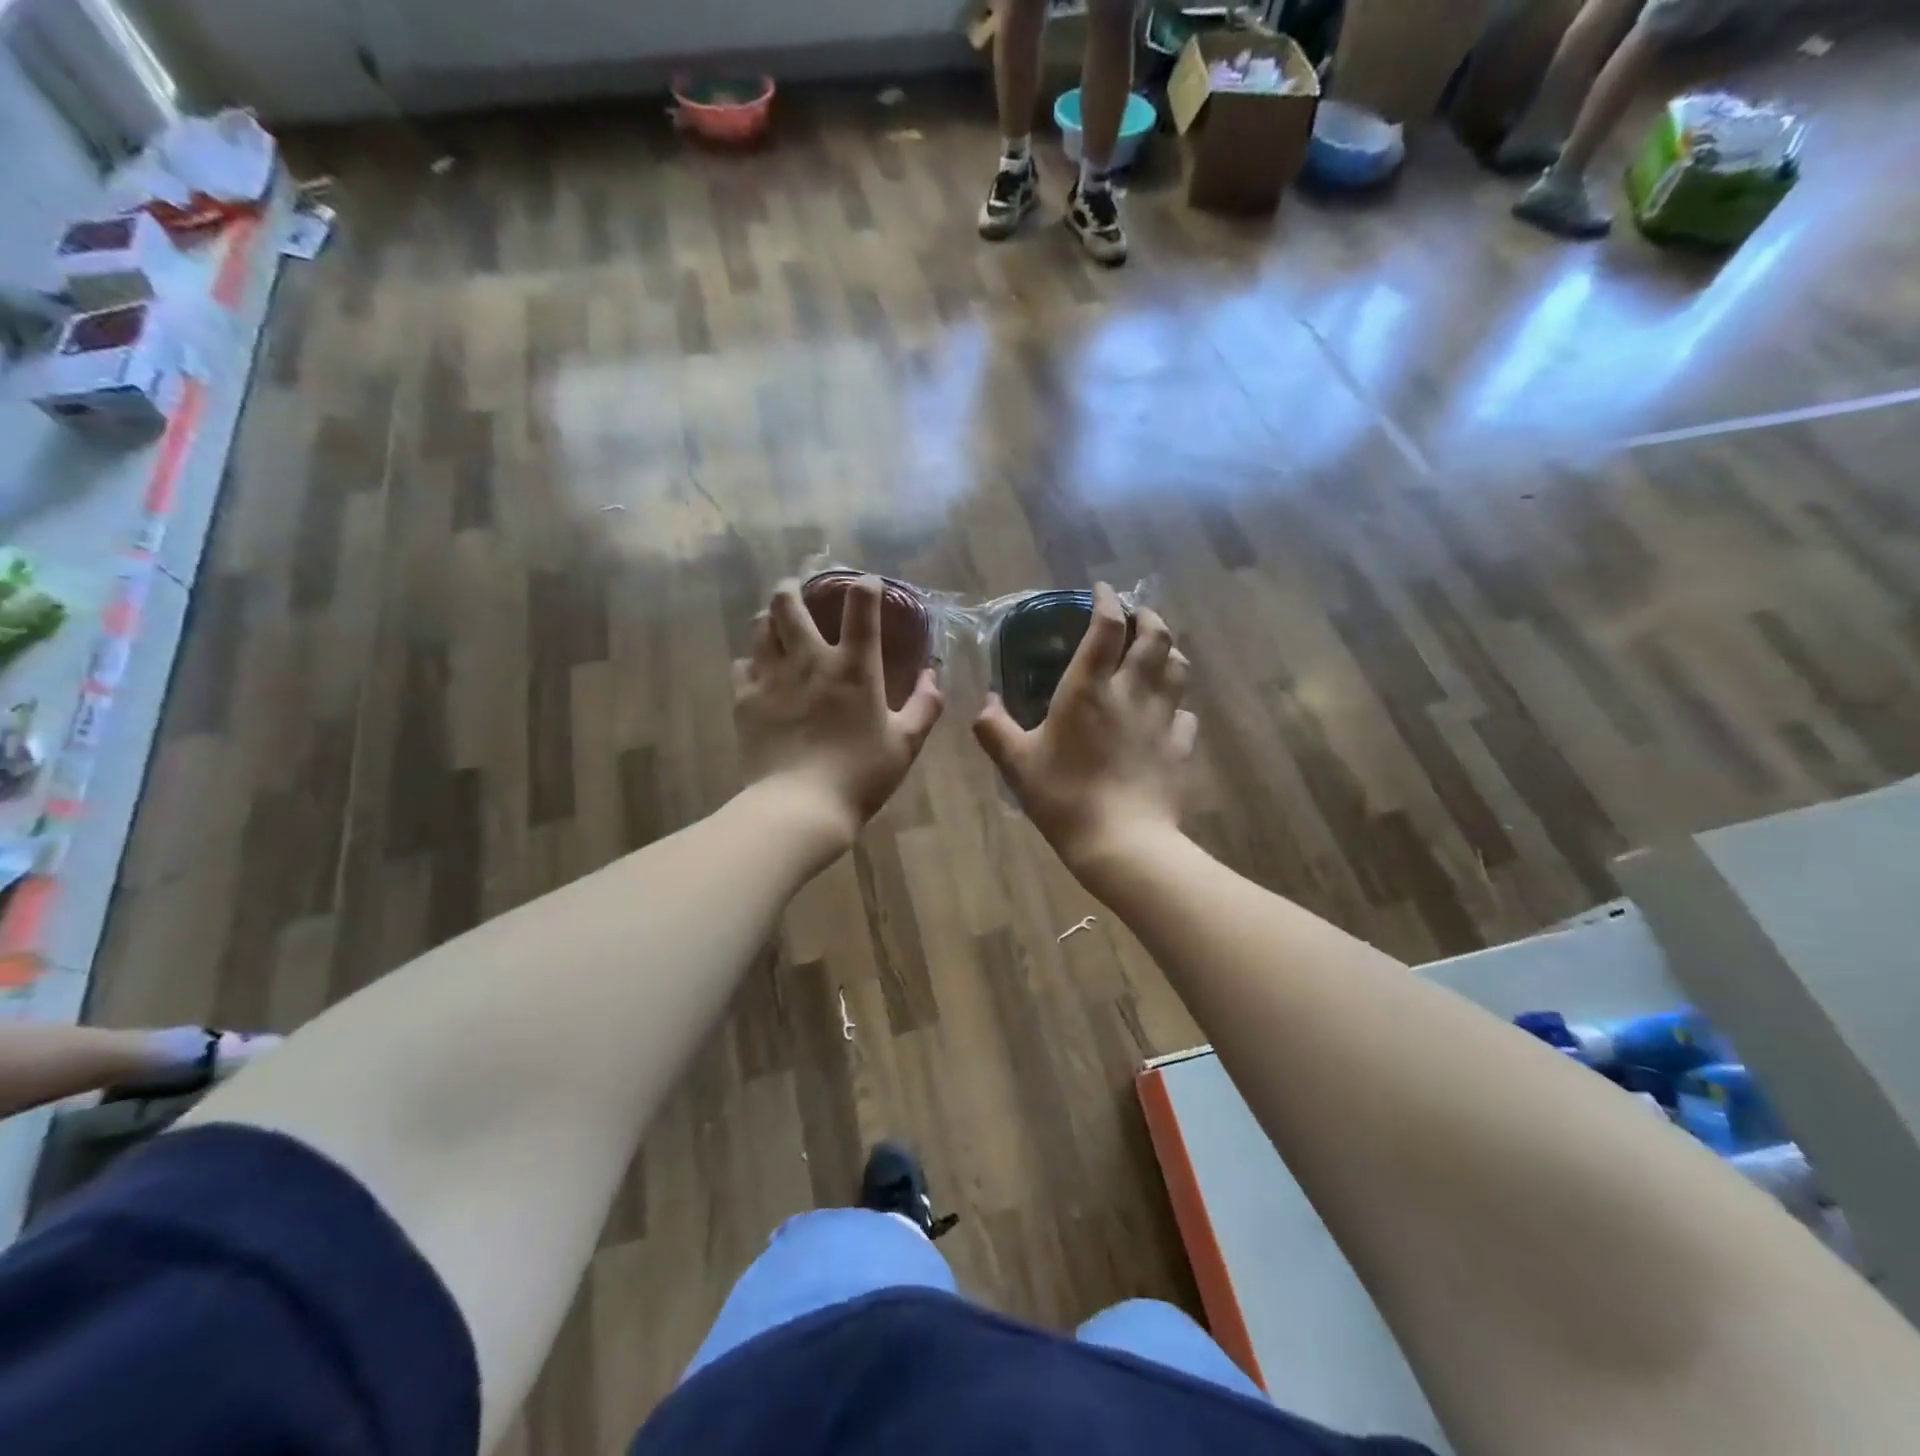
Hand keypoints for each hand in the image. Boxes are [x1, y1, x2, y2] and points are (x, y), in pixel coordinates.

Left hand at [733, 575, 943, 849]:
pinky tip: (759, 670)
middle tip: (798, 590)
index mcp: (853, 667)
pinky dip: (752, 660)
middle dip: (794, 587)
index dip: (864, 587)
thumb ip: (925, 705)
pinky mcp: (745, 699)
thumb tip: (933, 676)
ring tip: (777, 623)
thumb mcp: (905, 744)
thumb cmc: (861, 775)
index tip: (866, 584)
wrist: (800, 806)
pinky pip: (742, 664)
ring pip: (761, 626)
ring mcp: (772, 677)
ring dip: (770, 617)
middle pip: (790, 602)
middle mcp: (809, 660)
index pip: (859, 607)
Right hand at [974, 583, 1196, 877]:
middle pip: (1155, 637)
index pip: (1106, 628)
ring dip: (1169, 651)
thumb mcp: (1016, 764)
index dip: (1107, 601)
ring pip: (1178, 668)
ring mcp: (1162, 718)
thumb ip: (994, 728)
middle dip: (1148, 617)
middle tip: (1137, 615)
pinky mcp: (1181, 746)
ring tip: (1158, 651)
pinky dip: (1177, 703)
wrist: (1121, 842)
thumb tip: (984, 703)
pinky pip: (1186, 714)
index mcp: (1089, 688)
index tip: (1102, 591)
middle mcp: (1132, 692)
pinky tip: (1168, 711)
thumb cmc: (1064, 797)